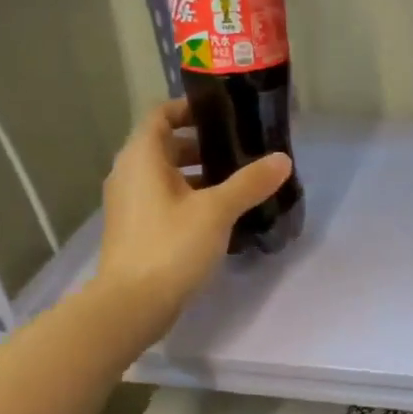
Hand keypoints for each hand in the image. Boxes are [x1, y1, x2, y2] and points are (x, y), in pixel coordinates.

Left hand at [93, 99, 291, 335]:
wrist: (132, 304)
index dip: (190, 109)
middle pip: (165, 144)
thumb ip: (250, 182)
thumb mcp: (217, 210)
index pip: (162, 114)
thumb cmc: (171, 245)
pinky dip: (189, 196)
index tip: (224, 113)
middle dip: (203, 144)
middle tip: (241, 149)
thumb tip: (282, 159)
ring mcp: (130, 203)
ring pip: (166, 175)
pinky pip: (164, 199)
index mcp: (142, 157)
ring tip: (238, 181)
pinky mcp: (136, 229)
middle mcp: (130, 173)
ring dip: (198, 173)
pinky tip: (220, 214)